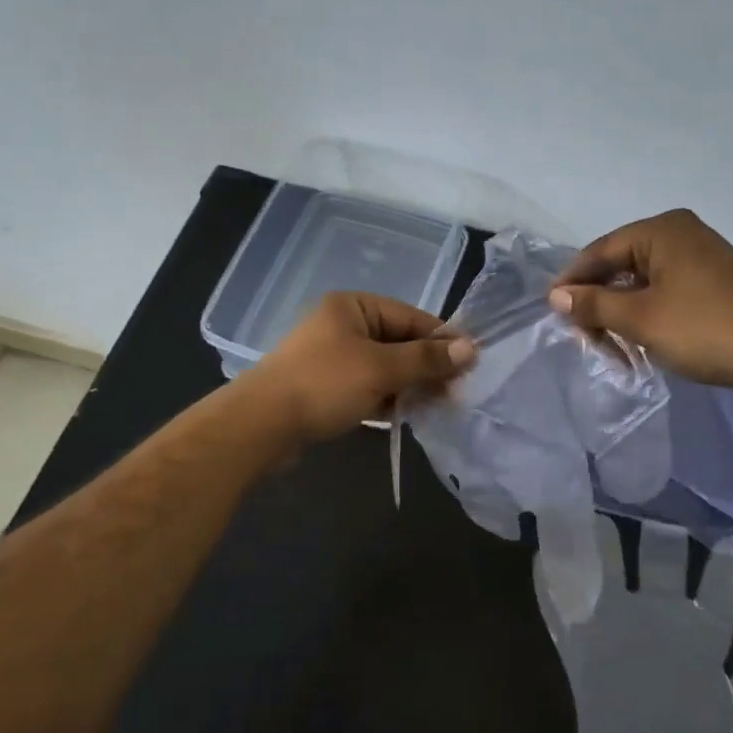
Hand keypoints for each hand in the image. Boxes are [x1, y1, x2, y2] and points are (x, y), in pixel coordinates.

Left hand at [239, 292, 475, 446]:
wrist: (261, 425)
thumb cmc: (324, 384)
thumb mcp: (381, 368)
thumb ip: (426, 359)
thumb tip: (471, 349)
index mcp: (353, 306)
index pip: (411, 317)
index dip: (442, 340)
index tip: (470, 365)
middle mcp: (343, 325)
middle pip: (399, 342)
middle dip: (426, 367)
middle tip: (456, 392)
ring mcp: (333, 357)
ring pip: (385, 367)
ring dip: (409, 385)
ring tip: (437, 406)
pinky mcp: (327, 387)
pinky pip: (368, 386)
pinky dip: (388, 398)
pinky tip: (406, 415)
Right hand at [547, 209, 732, 387]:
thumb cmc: (702, 329)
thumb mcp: (638, 318)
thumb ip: (593, 304)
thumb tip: (556, 295)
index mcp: (662, 230)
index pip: (600, 251)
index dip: (573, 281)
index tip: (552, 310)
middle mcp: (680, 234)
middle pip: (620, 265)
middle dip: (599, 303)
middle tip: (584, 338)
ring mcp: (700, 256)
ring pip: (642, 282)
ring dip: (621, 314)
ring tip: (611, 348)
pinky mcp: (713, 281)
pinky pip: (664, 291)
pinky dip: (646, 315)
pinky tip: (638, 341)